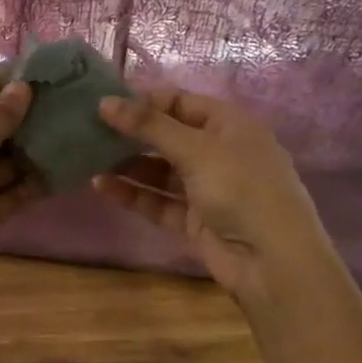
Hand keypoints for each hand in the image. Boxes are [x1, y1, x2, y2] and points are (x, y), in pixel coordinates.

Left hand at [0, 67, 45, 306]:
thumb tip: (22, 87)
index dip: (1, 81)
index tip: (41, 73)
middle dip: (23, 117)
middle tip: (65, 105)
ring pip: (2, 162)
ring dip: (31, 152)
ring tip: (71, 135)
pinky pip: (9, 192)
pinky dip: (31, 184)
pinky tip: (63, 173)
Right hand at [93, 89, 336, 304]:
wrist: (273, 262)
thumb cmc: (241, 189)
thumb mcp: (195, 149)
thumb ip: (148, 125)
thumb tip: (105, 102)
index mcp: (229, 125)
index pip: (180, 102)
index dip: (144, 100)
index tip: (104, 102)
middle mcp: (219, 152)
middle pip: (167, 135)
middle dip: (131, 133)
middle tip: (89, 128)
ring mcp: (207, 188)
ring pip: (160, 170)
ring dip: (127, 164)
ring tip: (89, 156)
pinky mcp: (194, 220)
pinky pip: (158, 200)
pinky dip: (132, 193)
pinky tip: (100, 185)